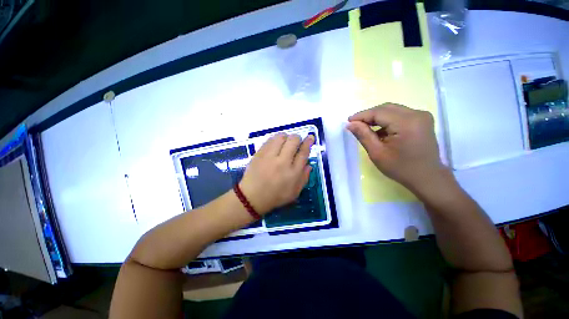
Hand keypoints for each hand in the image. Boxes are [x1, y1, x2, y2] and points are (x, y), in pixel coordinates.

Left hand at [239, 133, 313, 214]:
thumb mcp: (295, 192)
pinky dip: (275, 140)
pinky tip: (275, 145)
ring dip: (285, 137)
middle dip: (297, 138)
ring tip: (284, 143)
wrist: (252, 197)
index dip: (308, 142)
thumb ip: (304, 178)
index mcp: (293, 172)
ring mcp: (269, 156)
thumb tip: (309, 164)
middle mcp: (282, 162)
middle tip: (296, 142)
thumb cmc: (276, 196)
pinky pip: (269, 140)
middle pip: (293, 141)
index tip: (310, 137)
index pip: (303, 152)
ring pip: (280, 137)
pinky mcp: (259, 154)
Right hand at [347, 103, 446, 190]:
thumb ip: (363, 135)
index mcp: (406, 123)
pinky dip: (387, 120)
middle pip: (386, 108)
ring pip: (392, 110)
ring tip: (365, 128)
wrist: (427, 177)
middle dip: (368, 115)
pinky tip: (380, 131)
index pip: (379, 112)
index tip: (348, 121)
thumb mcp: (377, 153)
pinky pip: (399, 114)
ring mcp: (422, 116)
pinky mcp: (422, 119)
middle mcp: (417, 114)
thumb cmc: (400, 168)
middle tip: (355, 125)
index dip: (361, 115)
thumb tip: (350, 124)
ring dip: (377, 117)